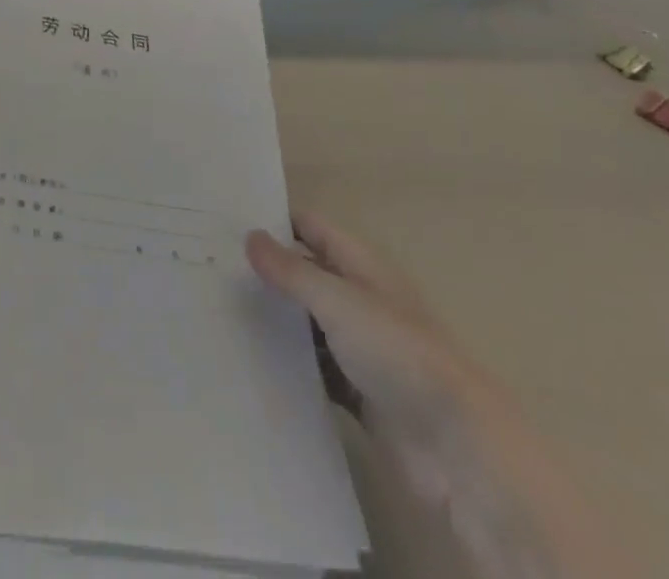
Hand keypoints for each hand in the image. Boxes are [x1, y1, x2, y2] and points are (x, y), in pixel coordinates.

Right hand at [246, 212, 502, 500]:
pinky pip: (316, 369)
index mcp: (361, 266)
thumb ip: (293, 271)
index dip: (275, 222)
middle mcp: (360, 299)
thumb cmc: (397, 353)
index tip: (226, 222)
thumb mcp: (339, 301)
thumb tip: (250, 236)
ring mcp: (361, 348)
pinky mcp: (359, 392)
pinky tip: (253, 364)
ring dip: (276, 321)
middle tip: (213, 269)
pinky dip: (291, 365)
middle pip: (307, 274)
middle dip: (267, 272)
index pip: (311, 228)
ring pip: (308, 324)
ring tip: (221, 314)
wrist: (455, 446)